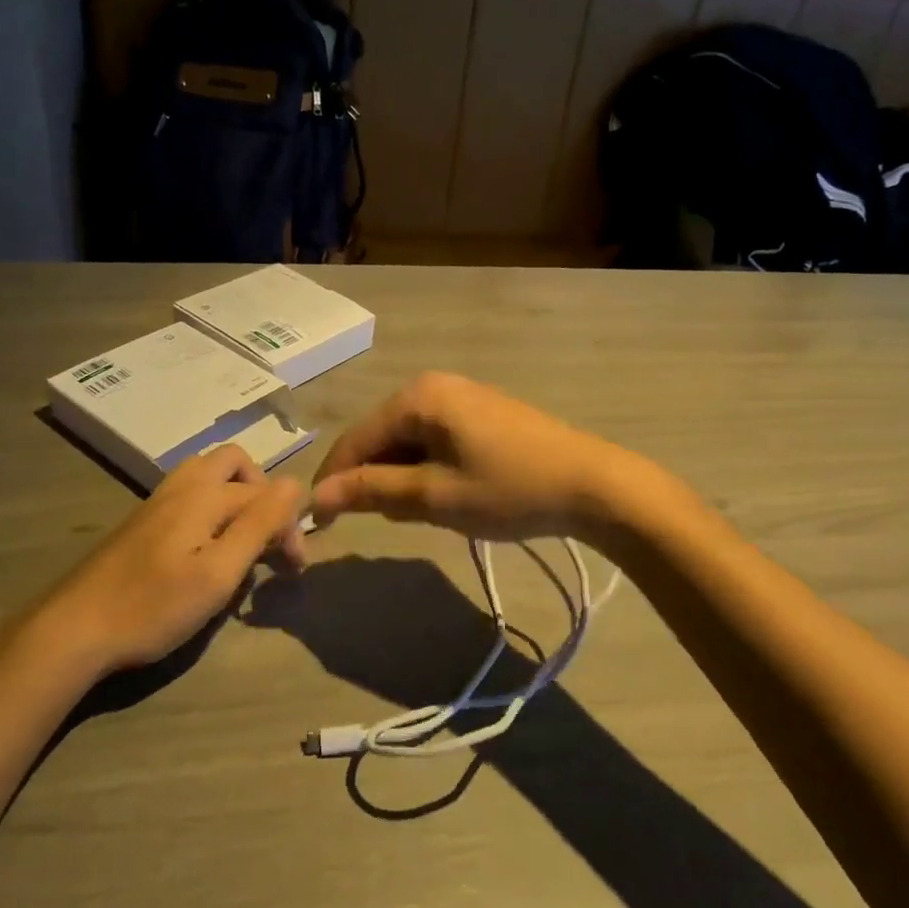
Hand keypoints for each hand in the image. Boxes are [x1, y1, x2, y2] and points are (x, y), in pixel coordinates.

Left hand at [35, 446, 305, 672]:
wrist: (74, 629)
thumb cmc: (153, 606)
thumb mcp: (218, 572)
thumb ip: (259, 525)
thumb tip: (295, 484)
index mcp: (205, 493)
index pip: (266, 495)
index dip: (289, 528)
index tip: (293, 570)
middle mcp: (183, 485)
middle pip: (235, 464)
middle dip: (262, 495)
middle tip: (269, 539)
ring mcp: (159, 501)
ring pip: (210, 476)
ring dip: (236, 498)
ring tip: (242, 540)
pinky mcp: (144, 521)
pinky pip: (190, 494)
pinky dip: (212, 509)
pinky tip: (207, 550)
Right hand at [310, 372, 646, 542]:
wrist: (591, 485)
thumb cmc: (507, 490)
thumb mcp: (433, 495)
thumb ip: (372, 491)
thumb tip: (317, 495)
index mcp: (416, 397)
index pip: (355, 439)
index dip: (334, 480)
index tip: (318, 521)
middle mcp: (433, 385)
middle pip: (380, 435)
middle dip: (372, 478)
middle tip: (382, 522)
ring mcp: (460, 395)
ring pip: (407, 439)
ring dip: (401, 475)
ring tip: (420, 512)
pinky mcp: (480, 411)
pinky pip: (434, 438)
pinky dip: (427, 467)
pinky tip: (445, 493)